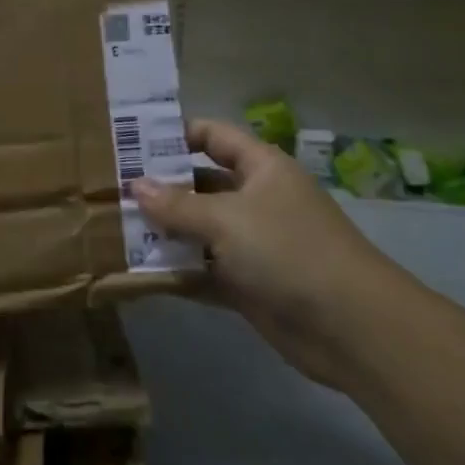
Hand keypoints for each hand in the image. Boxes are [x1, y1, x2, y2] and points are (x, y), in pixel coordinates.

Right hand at [133, 120, 408, 387]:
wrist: (353, 329)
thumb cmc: (289, 251)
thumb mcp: (227, 219)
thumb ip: (177, 204)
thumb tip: (135, 187)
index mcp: (261, 169)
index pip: (213, 136)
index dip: (176, 135)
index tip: (131, 141)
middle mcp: (256, 200)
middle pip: (200, 184)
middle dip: (160, 187)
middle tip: (111, 188)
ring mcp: (252, 244)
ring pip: (198, 229)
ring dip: (163, 231)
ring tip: (113, 227)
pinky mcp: (247, 284)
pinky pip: (203, 270)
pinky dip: (177, 270)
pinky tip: (137, 271)